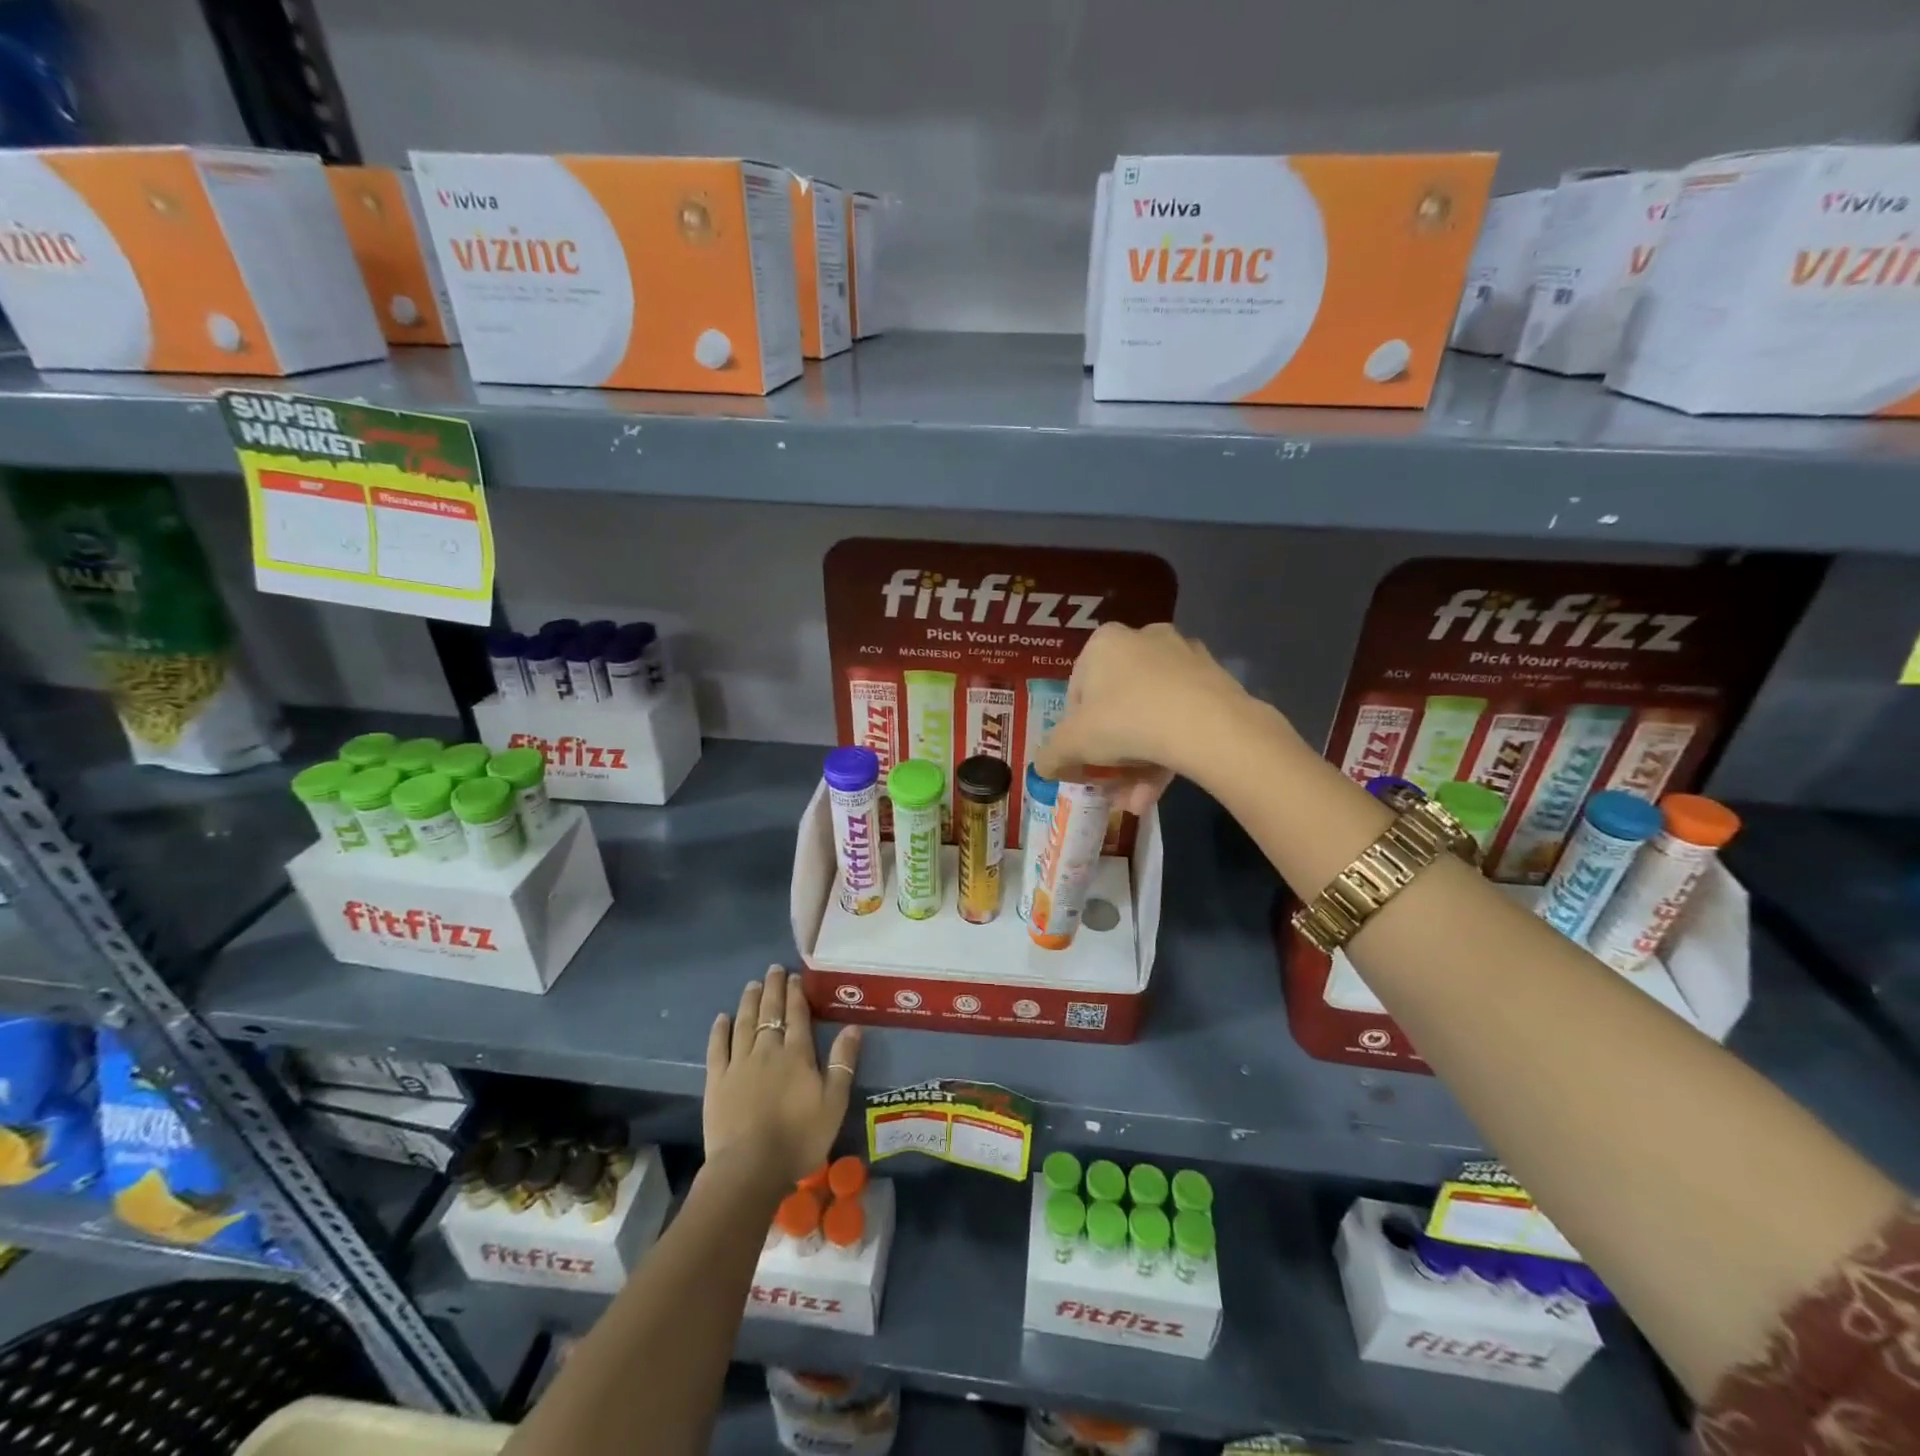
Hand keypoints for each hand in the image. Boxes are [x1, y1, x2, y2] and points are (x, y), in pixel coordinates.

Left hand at [704, 965, 861, 1188]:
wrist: (750, 1168)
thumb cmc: (799, 1138)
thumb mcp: (834, 1103)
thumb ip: (843, 1063)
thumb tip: (853, 1027)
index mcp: (797, 1054)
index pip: (797, 1014)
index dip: (796, 993)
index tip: (794, 976)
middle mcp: (767, 1049)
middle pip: (770, 1011)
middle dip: (773, 988)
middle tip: (773, 969)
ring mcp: (739, 1063)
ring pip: (744, 1023)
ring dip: (749, 1001)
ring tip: (752, 984)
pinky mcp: (716, 1080)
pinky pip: (717, 1048)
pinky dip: (719, 1030)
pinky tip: (722, 1017)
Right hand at [1035, 622, 1253, 810]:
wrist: (1207, 726)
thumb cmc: (1125, 721)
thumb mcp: (1073, 743)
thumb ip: (1051, 754)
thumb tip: (1042, 767)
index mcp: (1105, 643)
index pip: (1078, 691)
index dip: (1076, 731)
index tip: (1082, 759)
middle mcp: (1144, 640)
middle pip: (1117, 706)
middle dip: (1111, 755)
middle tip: (1109, 786)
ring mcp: (1184, 659)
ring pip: (1150, 717)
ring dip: (1137, 765)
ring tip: (1135, 802)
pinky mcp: (1215, 682)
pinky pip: (1180, 719)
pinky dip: (1167, 754)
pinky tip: (1158, 792)